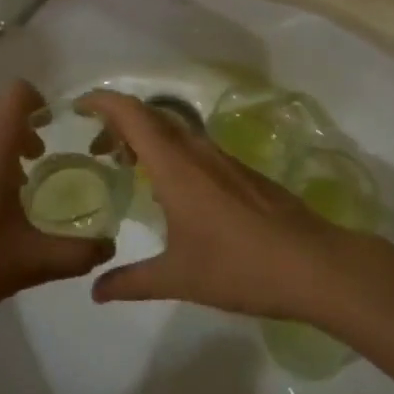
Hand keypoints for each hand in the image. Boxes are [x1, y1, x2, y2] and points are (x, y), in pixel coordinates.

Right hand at [76, 91, 345, 317]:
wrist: (315, 266)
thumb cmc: (240, 266)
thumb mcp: (178, 278)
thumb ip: (132, 281)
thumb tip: (95, 291)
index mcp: (175, 166)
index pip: (132, 114)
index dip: (102, 102)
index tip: (78, 107)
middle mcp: (198, 152)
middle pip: (151, 117)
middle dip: (119, 124)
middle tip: (98, 148)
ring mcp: (224, 160)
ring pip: (175, 132)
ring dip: (147, 139)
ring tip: (129, 168)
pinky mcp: (244, 174)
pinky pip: (196, 149)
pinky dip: (171, 153)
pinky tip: (173, 191)